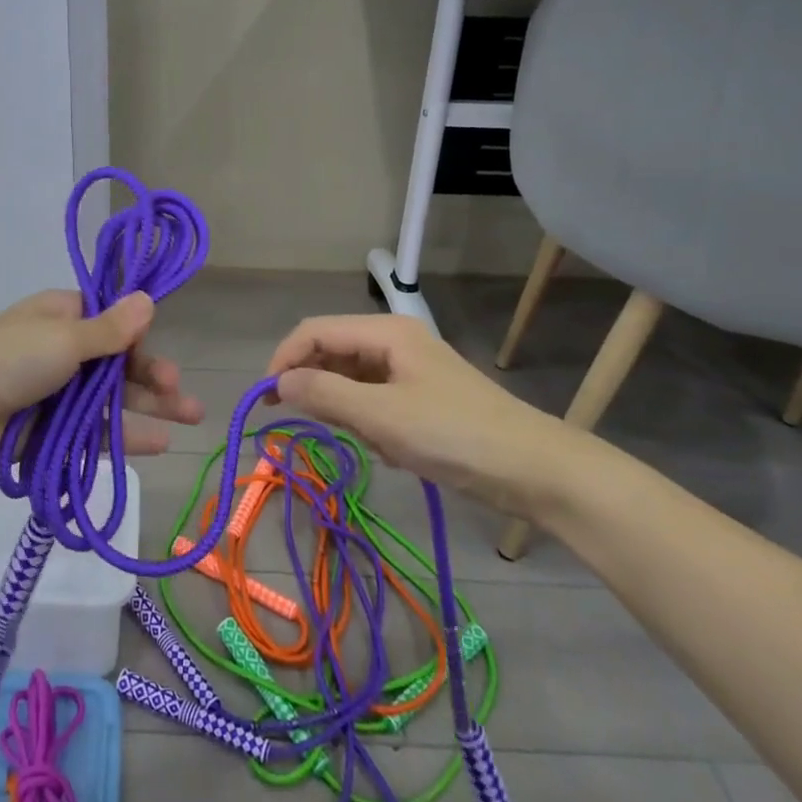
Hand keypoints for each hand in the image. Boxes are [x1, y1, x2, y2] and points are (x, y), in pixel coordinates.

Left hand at [0, 290, 202, 470]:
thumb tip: (148, 297)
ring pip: (112, 399)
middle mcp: (64, 350)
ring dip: (150, 407)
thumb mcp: (64, 338)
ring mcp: (59, 393)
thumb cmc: (8, 360)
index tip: (157, 352)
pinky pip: (95, 431)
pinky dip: (125, 435)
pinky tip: (158, 443)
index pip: (113, 322)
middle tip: (183, 395)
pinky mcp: (52, 429)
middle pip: (119, 364)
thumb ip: (110, 329)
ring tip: (190, 418)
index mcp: (63, 317)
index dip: (139, 338)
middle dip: (154, 377)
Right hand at [265, 314, 592, 521]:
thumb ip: (324, 395)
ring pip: (352, 380)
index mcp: (385, 332)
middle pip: (332, 352)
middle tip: (307, 425)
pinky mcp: (421, 398)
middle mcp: (394, 342)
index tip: (266, 400)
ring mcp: (409, 370)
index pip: (314, 330)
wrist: (535, 470)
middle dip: (315, 387)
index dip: (284, 359)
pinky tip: (388, 449)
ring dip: (345, 410)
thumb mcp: (381, 417)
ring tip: (365, 441)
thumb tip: (278, 384)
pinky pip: (374, 401)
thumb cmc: (454, 435)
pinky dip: (369, 423)